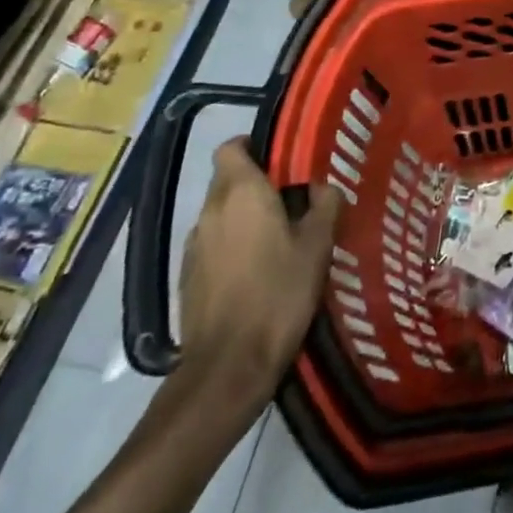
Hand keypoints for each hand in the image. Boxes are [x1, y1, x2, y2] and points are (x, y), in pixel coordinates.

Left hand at [178, 139, 343, 416]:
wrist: (228, 366)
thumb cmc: (278, 294)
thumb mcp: (318, 246)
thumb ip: (325, 206)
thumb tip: (322, 187)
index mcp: (240, 193)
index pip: (231, 147)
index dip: (253, 146)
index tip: (281, 161)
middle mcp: (210, 211)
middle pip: (228, 180)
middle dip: (257, 185)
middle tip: (293, 202)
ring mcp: (194, 246)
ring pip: (220, 214)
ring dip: (244, 218)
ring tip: (279, 240)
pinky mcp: (188, 278)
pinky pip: (213, 245)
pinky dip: (233, 247)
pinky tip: (257, 272)